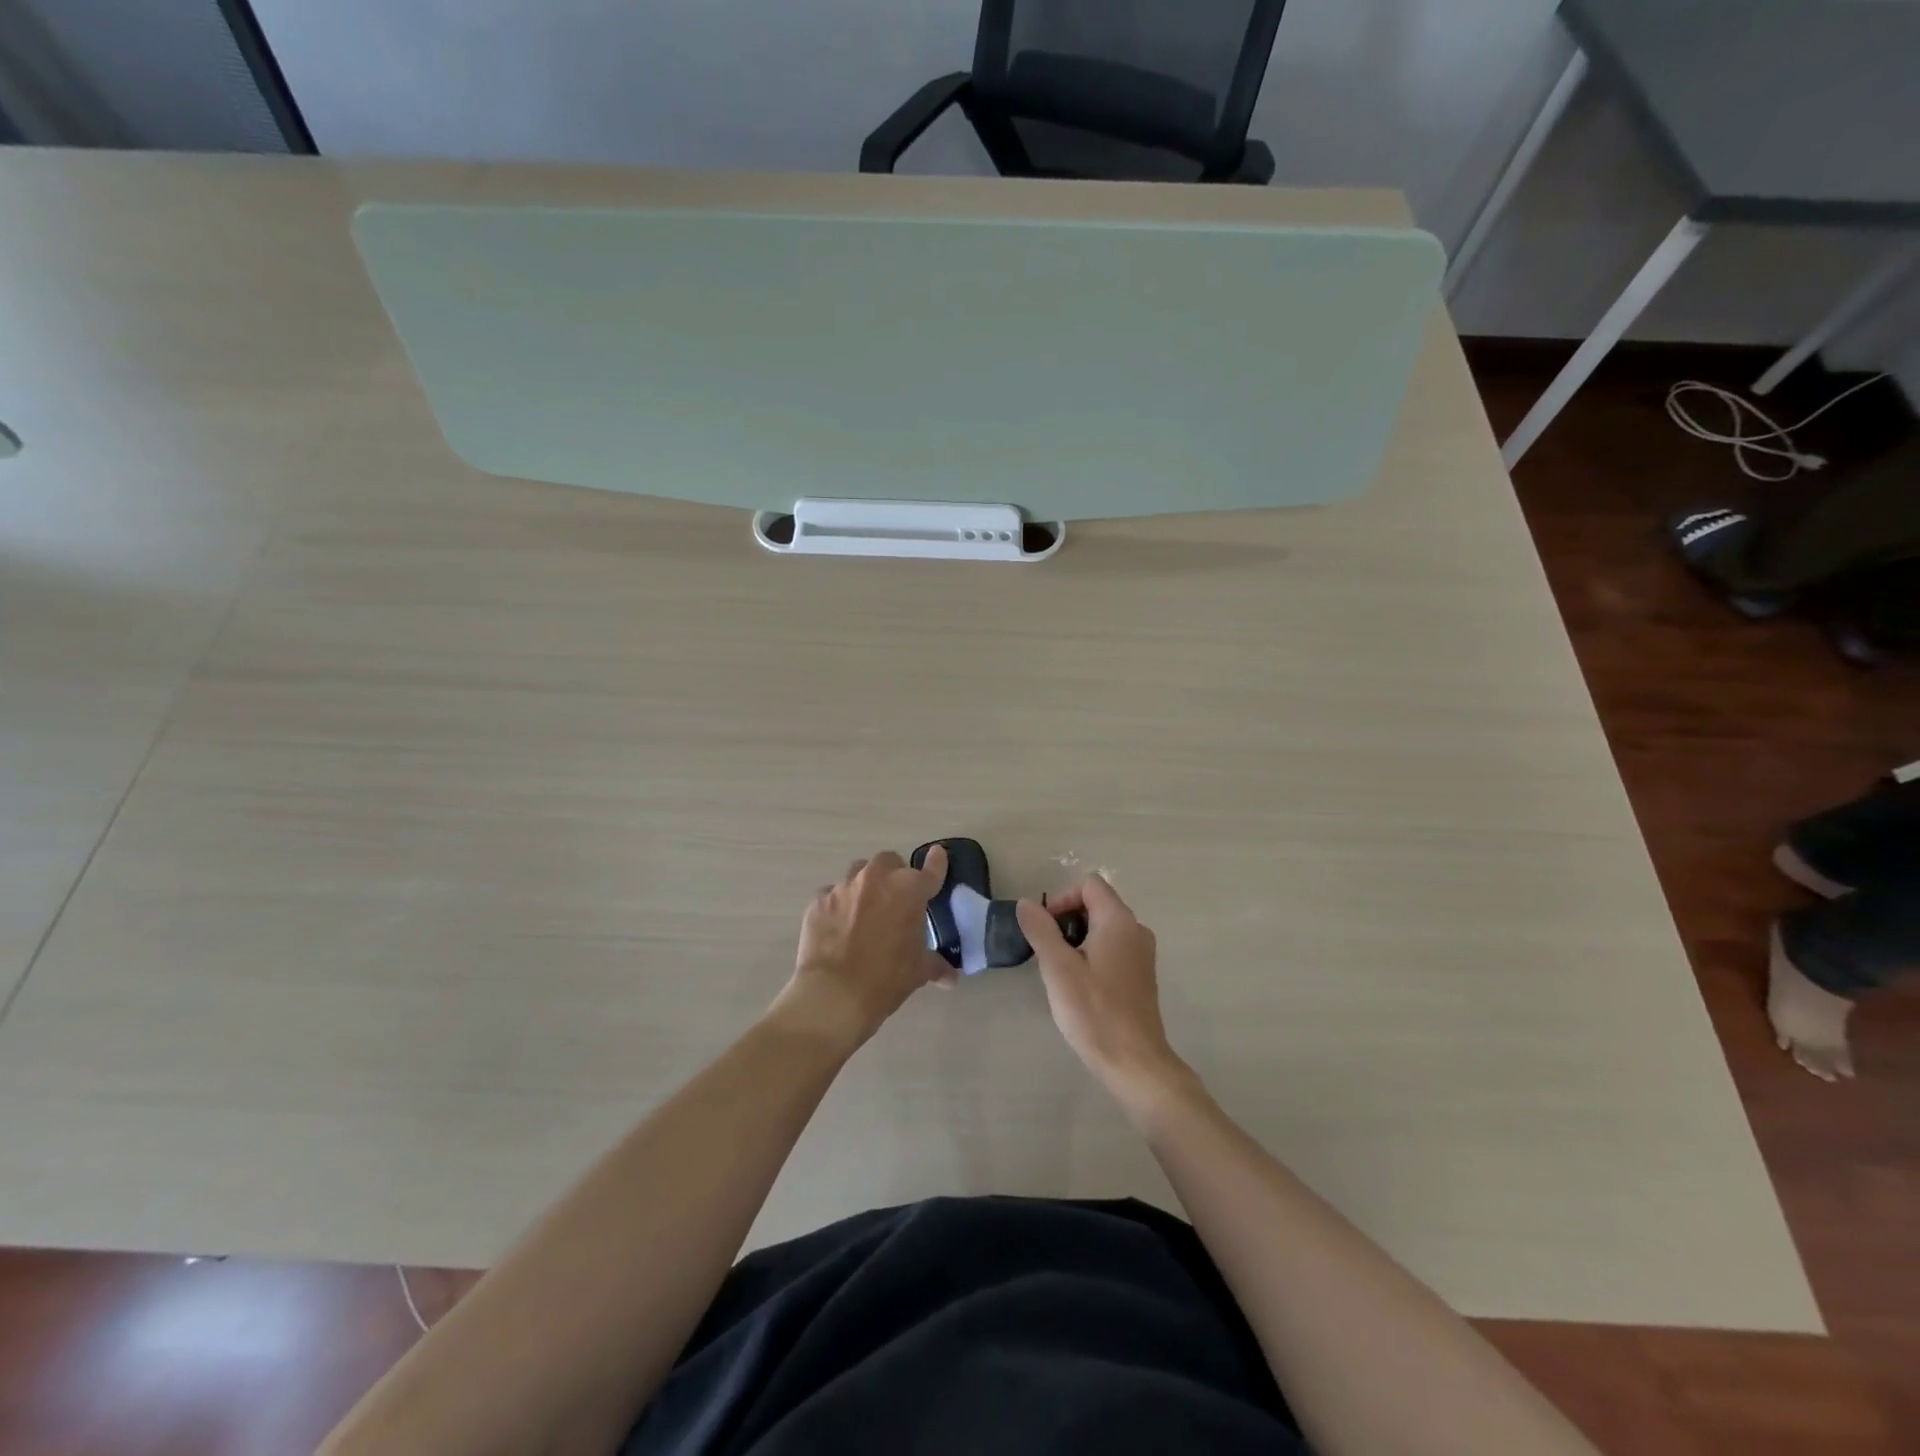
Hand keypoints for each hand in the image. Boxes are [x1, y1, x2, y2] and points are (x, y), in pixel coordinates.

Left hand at [774, 847, 952, 1053]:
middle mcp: (876, 879)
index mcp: (909, 890)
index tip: (938, 855)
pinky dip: (838, 906)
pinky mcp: (818, 901)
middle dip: (893, 874)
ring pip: (857, 874)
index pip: (930, 869)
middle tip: (895, 899)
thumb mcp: (918, 972)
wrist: (834, 994)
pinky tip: (837, 928)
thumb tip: (950, 977)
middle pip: (888, 861)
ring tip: (864, 911)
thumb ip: (936, 965)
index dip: (936, 863)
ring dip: (865, 886)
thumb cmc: (887, 978)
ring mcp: (844, 887)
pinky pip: (831, 895)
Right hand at [1016, 876, 1189, 1108]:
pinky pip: (1114, 948)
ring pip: (1104, 928)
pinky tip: (1080, 987)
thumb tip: (1027, 904)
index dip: (1062, 899)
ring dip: (1079, 939)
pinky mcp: (1142, 975)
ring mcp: (1142, 954)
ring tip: (1061, 972)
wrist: (1135, 1063)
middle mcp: (1136, 929)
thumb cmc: (1094, 1011)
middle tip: (1049, 953)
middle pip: (1097, 903)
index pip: (1089, 884)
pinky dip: (1094, 955)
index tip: (1046, 929)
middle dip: (1068, 920)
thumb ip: (1041, 930)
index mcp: (1119, 920)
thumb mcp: (1058, 968)